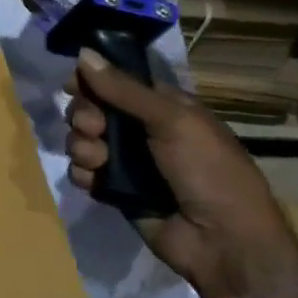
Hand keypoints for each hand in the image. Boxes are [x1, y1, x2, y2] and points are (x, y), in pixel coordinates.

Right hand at [64, 50, 297, 297]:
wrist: (223, 243)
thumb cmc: (208, 171)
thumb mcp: (172, 121)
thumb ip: (124, 90)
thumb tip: (82, 54)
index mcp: (163, 106)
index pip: (116, 81)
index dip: (92, 80)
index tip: (74, 84)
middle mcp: (142, 130)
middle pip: (92, 108)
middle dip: (84, 115)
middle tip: (94, 127)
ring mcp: (127, 162)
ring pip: (83, 140)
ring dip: (82, 146)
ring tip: (100, 161)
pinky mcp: (115, 191)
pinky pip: (84, 172)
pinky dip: (85, 174)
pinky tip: (97, 182)